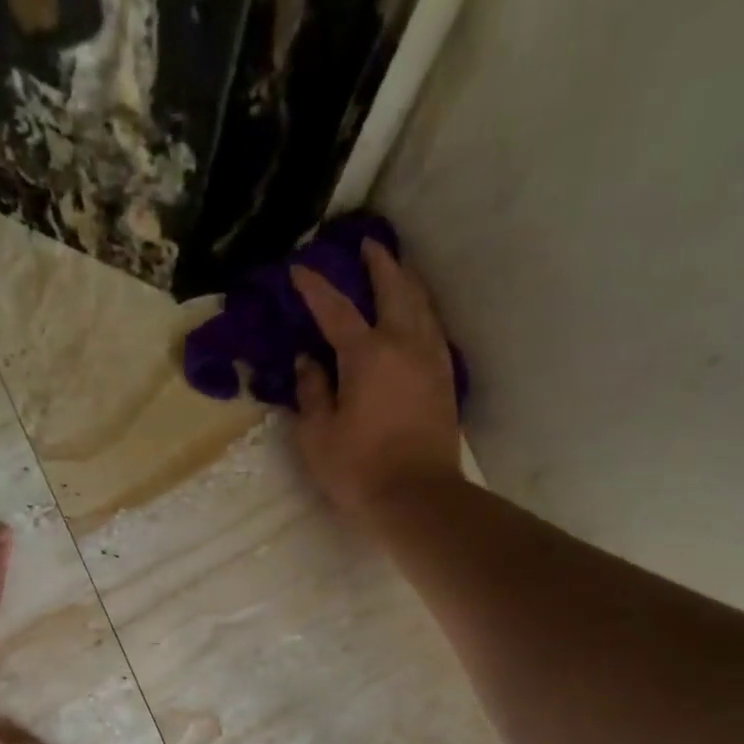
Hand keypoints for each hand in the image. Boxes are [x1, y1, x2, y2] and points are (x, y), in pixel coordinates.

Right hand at [289, 241, 463, 521]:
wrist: (417, 497)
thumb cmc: (358, 470)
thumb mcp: (318, 436)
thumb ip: (312, 392)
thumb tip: (308, 362)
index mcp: (366, 355)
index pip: (336, 310)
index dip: (315, 288)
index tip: (299, 270)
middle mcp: (404, 345)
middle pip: (395, 290)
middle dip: (379, 264)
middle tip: (368, 245)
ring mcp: (430, 361)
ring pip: (422, 306)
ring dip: (407, 282)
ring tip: (396, 271)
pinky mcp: (444, 380)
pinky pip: (433, 330)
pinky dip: (421, 312)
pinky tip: (416, 315)